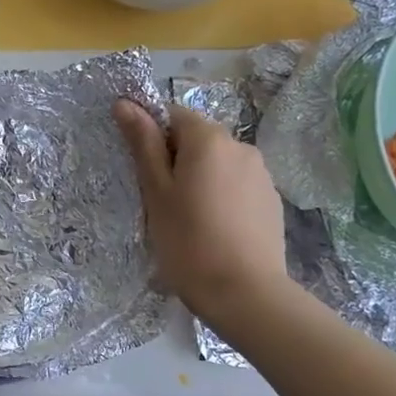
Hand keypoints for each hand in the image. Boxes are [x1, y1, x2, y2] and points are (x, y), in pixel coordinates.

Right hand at [114, 100, 292, 324]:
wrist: (245, 294)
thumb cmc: (188, 240)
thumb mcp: (156, 191)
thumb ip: (142, 143)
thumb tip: (124, 102)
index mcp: (208, 138)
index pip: (171, 116)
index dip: (153, 140)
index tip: (146, 175)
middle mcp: (240, 145)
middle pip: (197, 139)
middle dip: (177, 161)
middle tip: (163, 202)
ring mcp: (261, 173)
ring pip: (218, 164)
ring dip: (201, 180)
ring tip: (190, 221)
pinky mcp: (272, 200)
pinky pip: (237, 186)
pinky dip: (222, 198)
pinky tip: (216, 231)